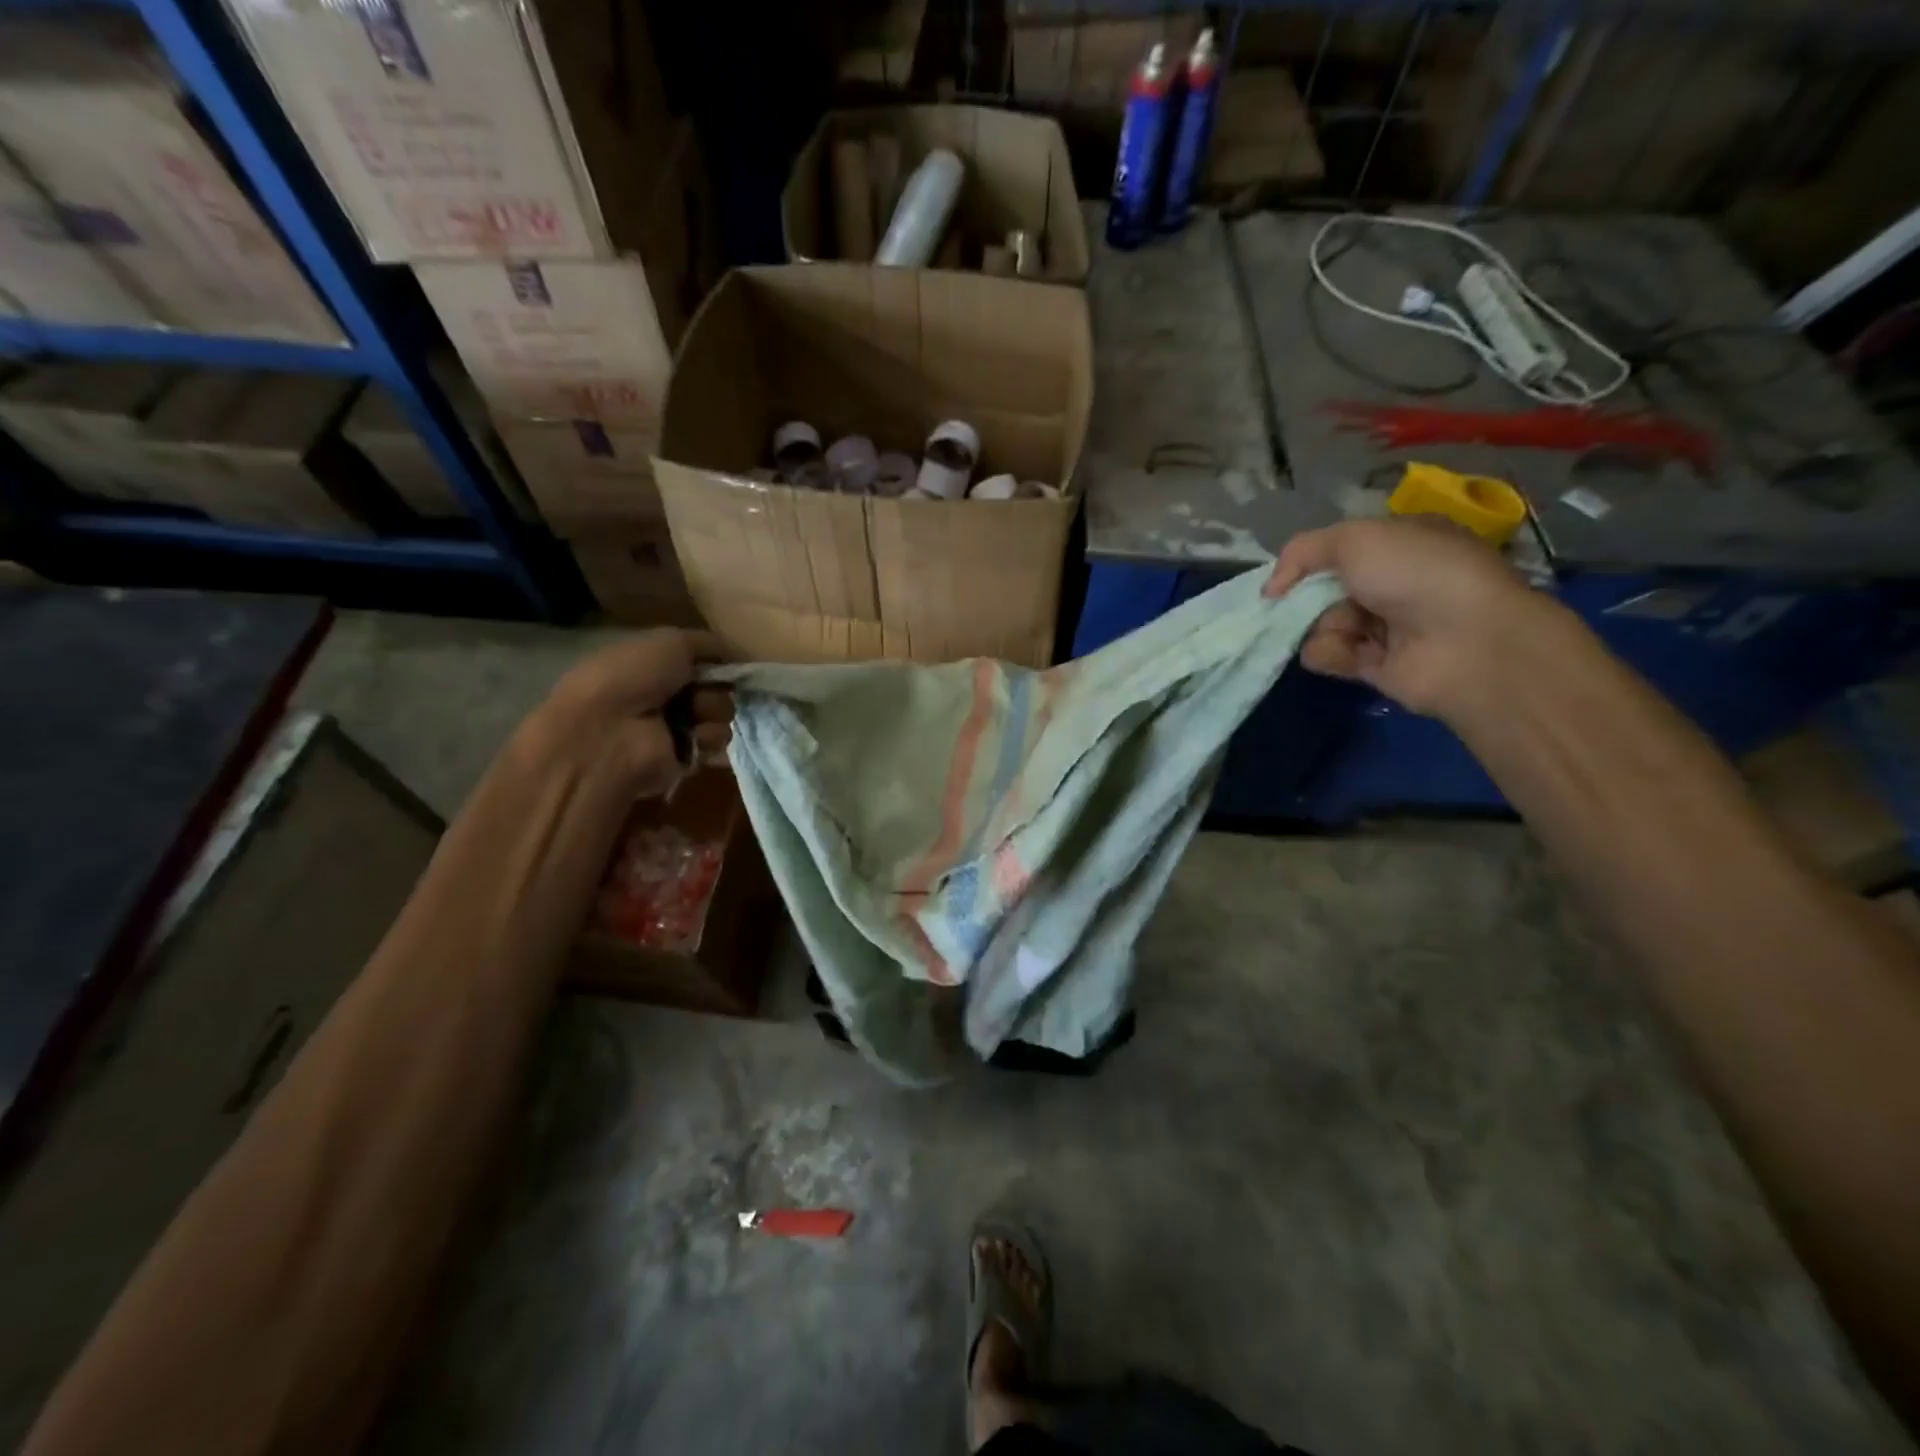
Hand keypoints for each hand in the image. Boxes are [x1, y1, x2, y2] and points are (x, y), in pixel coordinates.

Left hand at [539, 629, 732, 795]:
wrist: (610, 732)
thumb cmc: (633, 678)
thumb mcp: (670, 642)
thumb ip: (707, 643)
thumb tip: (735, 653)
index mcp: (652, 664)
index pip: (700, 660)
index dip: (716, 661)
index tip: (725, 662)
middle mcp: (663, 694)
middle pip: (716, 686)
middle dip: (717, 687)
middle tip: (699, 693)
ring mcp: (674, 726)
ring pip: (721, 713)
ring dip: (714, 712)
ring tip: (695, 717)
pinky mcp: (685, 756)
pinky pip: (717, 742)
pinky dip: (710, 738)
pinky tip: (694, 738)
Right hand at [1265, 518, 1541, 716]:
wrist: (1465, 641)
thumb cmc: (1415, 573)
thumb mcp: (1353, 539)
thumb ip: (1302, 552)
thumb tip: (1272, 589)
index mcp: (1400, 543)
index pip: (1341, 549)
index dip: (1309, 560)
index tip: (1285, 575)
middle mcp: (1395, 582)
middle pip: (1326, 588)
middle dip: (1307, 596)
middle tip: (1299, 604)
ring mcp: (1387, 625)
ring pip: (1323, 623)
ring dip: (1321, 626)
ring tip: (1343, 630)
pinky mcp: (1375, 665)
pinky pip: (1330, 655)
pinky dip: (1328, 653)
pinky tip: (1345, 652)